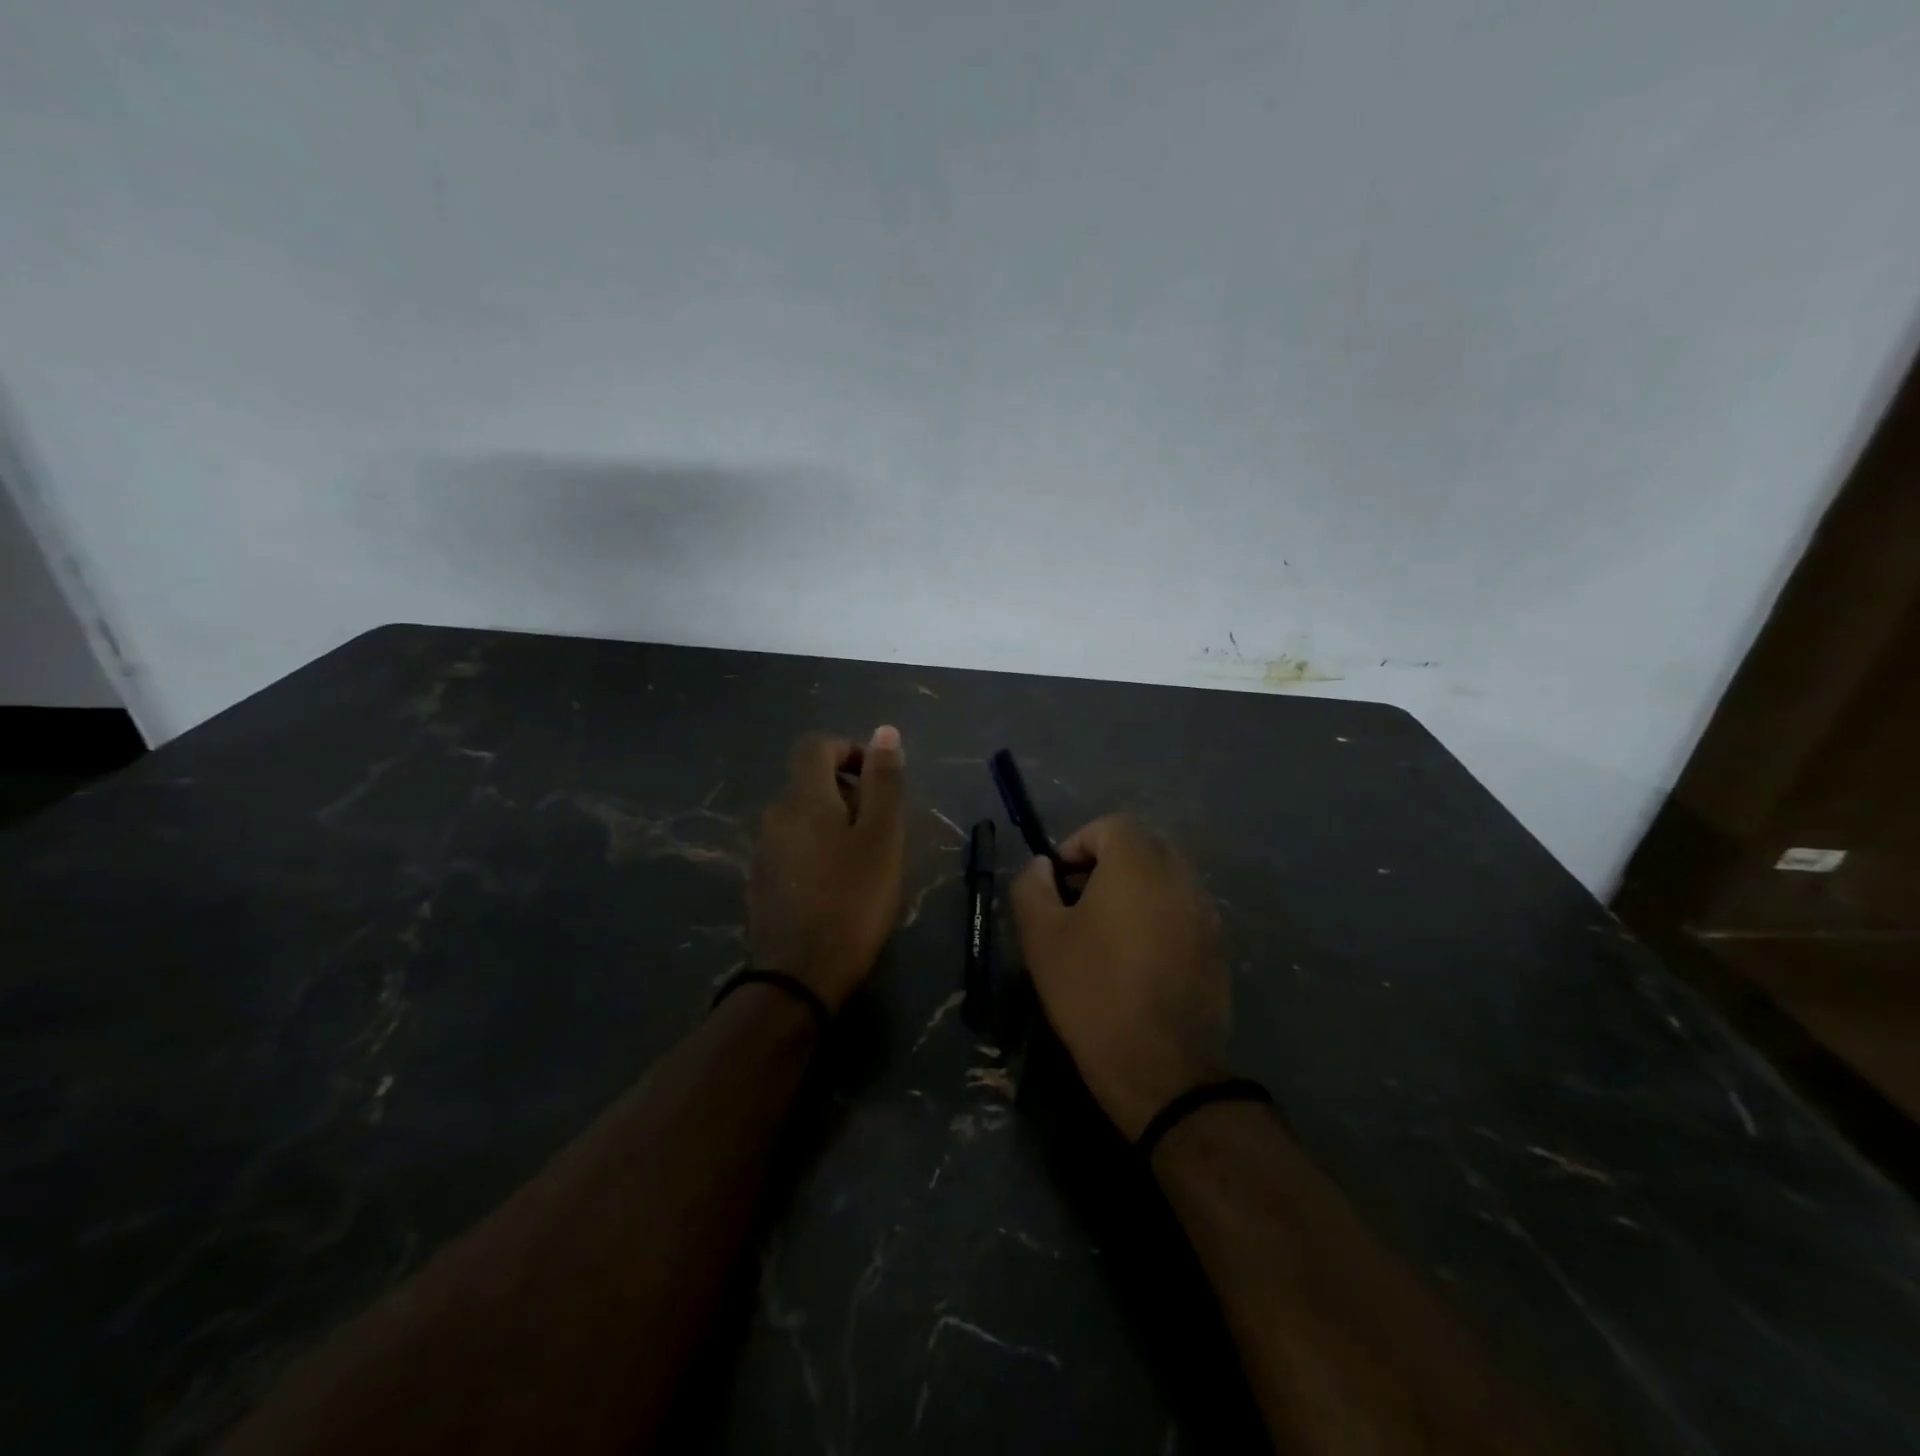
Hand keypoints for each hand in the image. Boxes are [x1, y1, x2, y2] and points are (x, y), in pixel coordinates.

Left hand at [748, 727, 906, 1009]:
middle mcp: (775, 816)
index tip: (877, 780)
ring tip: (864, 863)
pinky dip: (816, 852)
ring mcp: (763, 851)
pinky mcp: (761, 883)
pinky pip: (792, 849)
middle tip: (880, 830)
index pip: (816, 746)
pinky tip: (836, 888)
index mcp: (803, 798)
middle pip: (810, 783)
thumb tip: (885, 732)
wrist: (798, 977)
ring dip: (833, 825)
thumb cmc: (852, 900)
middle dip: (847, 793)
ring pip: (802, 818)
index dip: (848, 750)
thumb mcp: (882, 837)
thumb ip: (884, 782)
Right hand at [1011, 815, 1228, 1138]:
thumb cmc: (1092, 992)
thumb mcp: (1041, 937)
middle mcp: (1180, 877)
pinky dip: (1158, 918)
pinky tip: (1137, 961)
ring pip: (1165, 880)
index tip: (1058, 883)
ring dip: (1134, 892)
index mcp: (1139, 864)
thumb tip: (1044, 866)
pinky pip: (1182, 912)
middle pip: (1142, 848)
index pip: (1111, 826)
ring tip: (1106, 935)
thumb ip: (1033, 886)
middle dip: (1106, 866)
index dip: (1078, 844)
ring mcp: (1206, 913)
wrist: (1160, 1068)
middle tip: (1078, 905)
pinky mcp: (1218, 948)